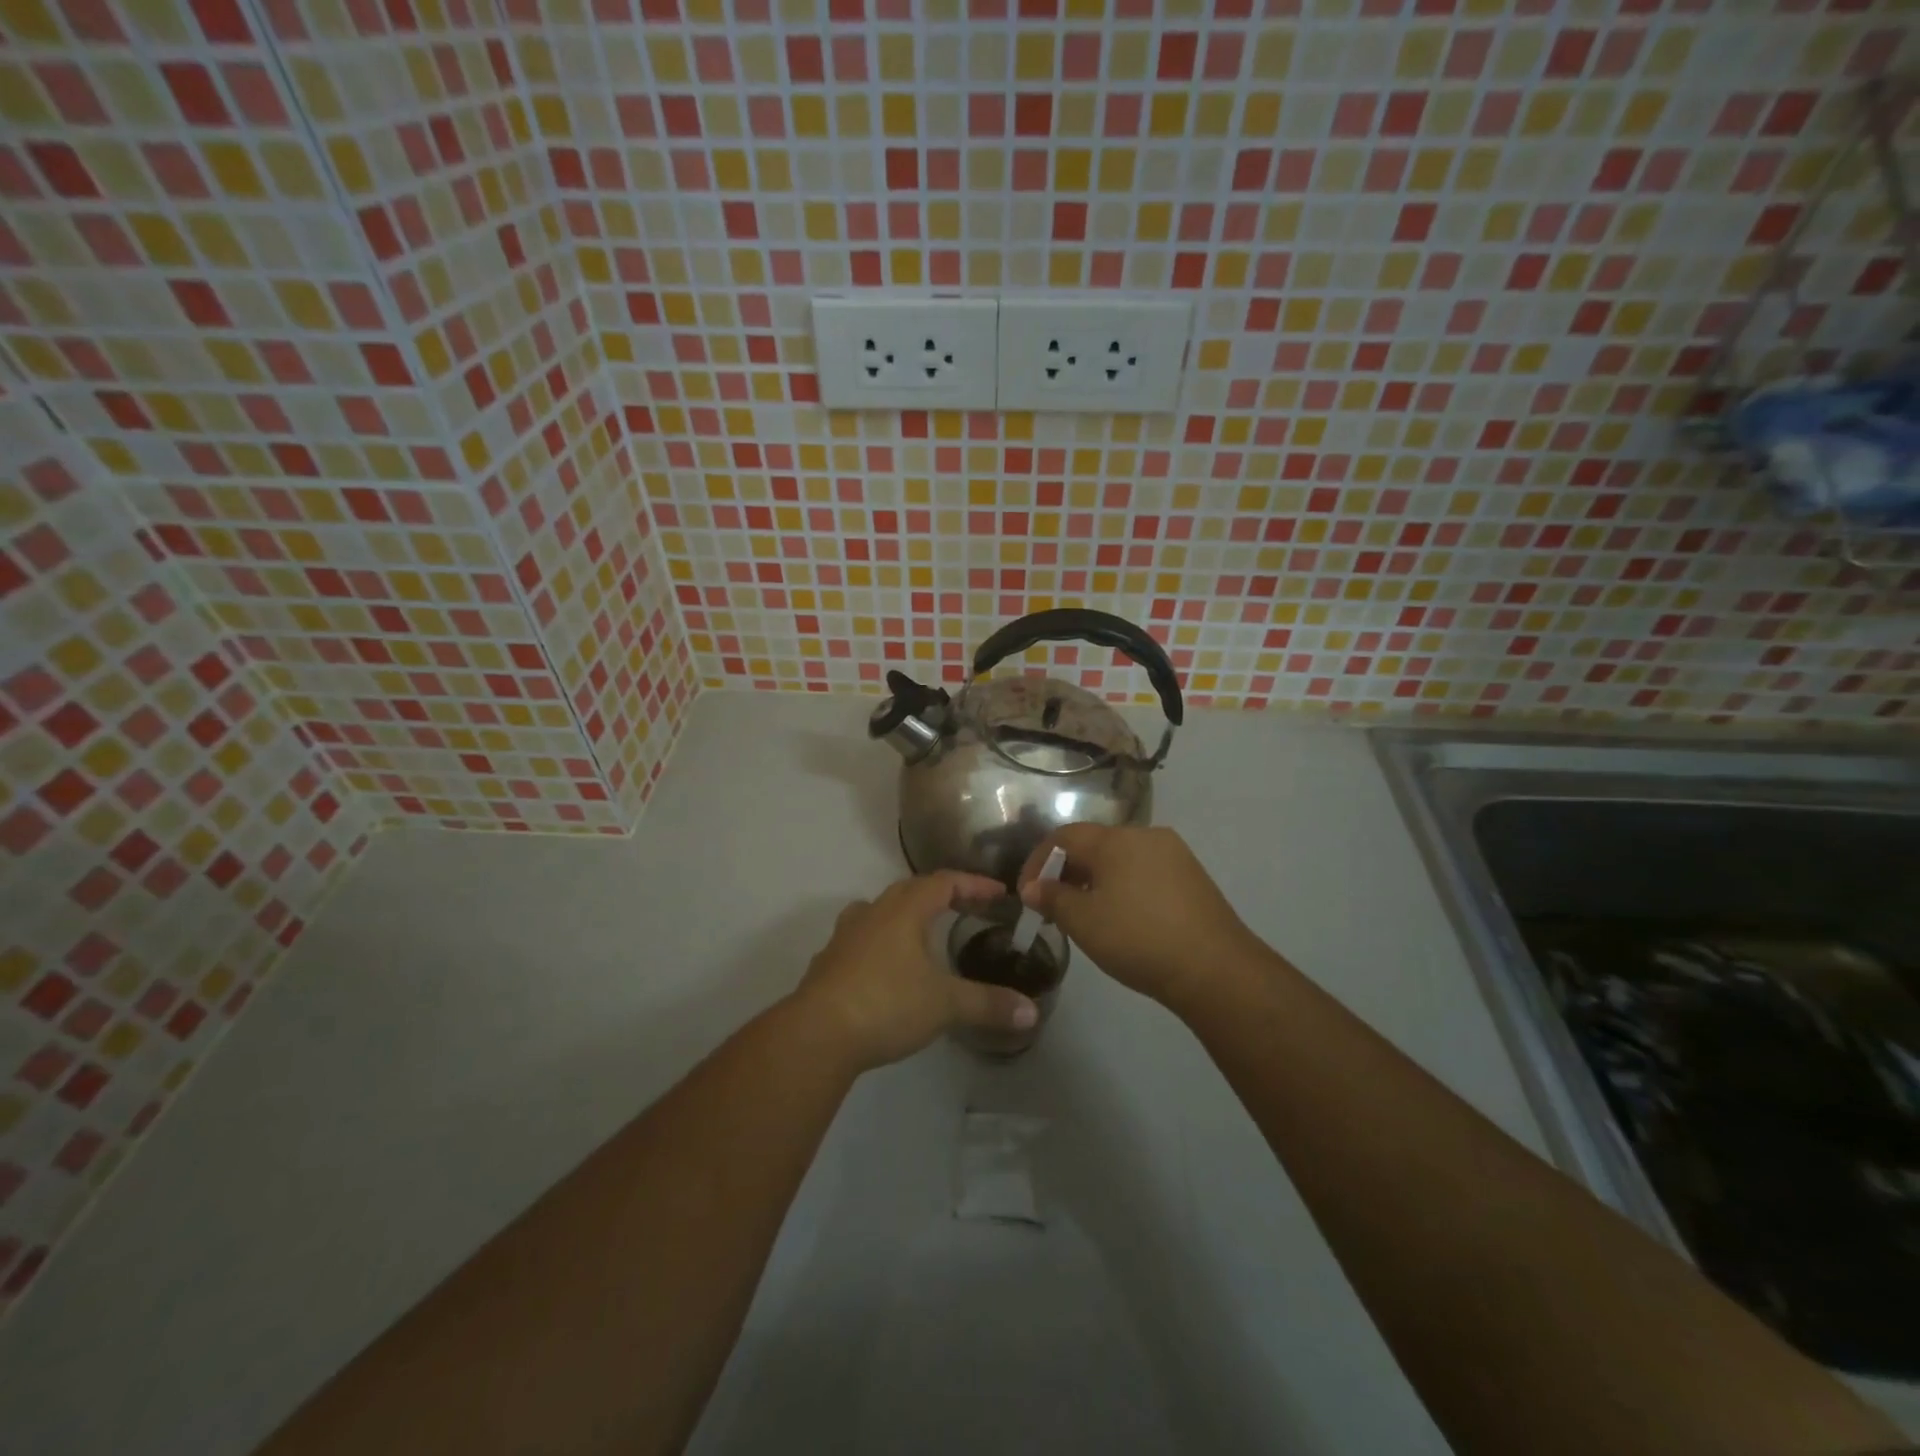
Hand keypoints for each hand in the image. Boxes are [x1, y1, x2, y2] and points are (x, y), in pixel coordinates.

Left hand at [793, 871, 1039, 1071]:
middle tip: (968, 908)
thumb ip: (989, 1004)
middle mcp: (873, 912)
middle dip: (942, 894)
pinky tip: (888, 966)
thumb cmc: (886, 1004)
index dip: (974, 884)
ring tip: (925, 930)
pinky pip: (862, 937)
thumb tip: (1031, 1012)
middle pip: (910, 889)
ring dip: (906, 913)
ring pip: (880, 910)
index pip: (944, 882)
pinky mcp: (828, 961)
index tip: (999, 892)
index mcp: (904, 910)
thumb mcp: (945, 1005)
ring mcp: (846, 935)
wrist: (817, 1034)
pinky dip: (882, 940)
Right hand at [1017, 824, 1261, 1013]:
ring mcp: (1173, 854)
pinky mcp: (1192, 876)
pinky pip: (1144, 871)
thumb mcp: (1083, 921)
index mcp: (1115, 839)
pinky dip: (1122, 886)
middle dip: (1066, 871)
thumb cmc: (1138, 939)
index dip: (1038, 861)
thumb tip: (1032, 887)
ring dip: (1094, 880)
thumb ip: (1052, 898)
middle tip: (1052, 906)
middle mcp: (1145, 835)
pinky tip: (1122, 917)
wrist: (1215, 969)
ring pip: (1120, 858)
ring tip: (1085, 914)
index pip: (1064, 836)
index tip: (1027, 894)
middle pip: (1093, 844)